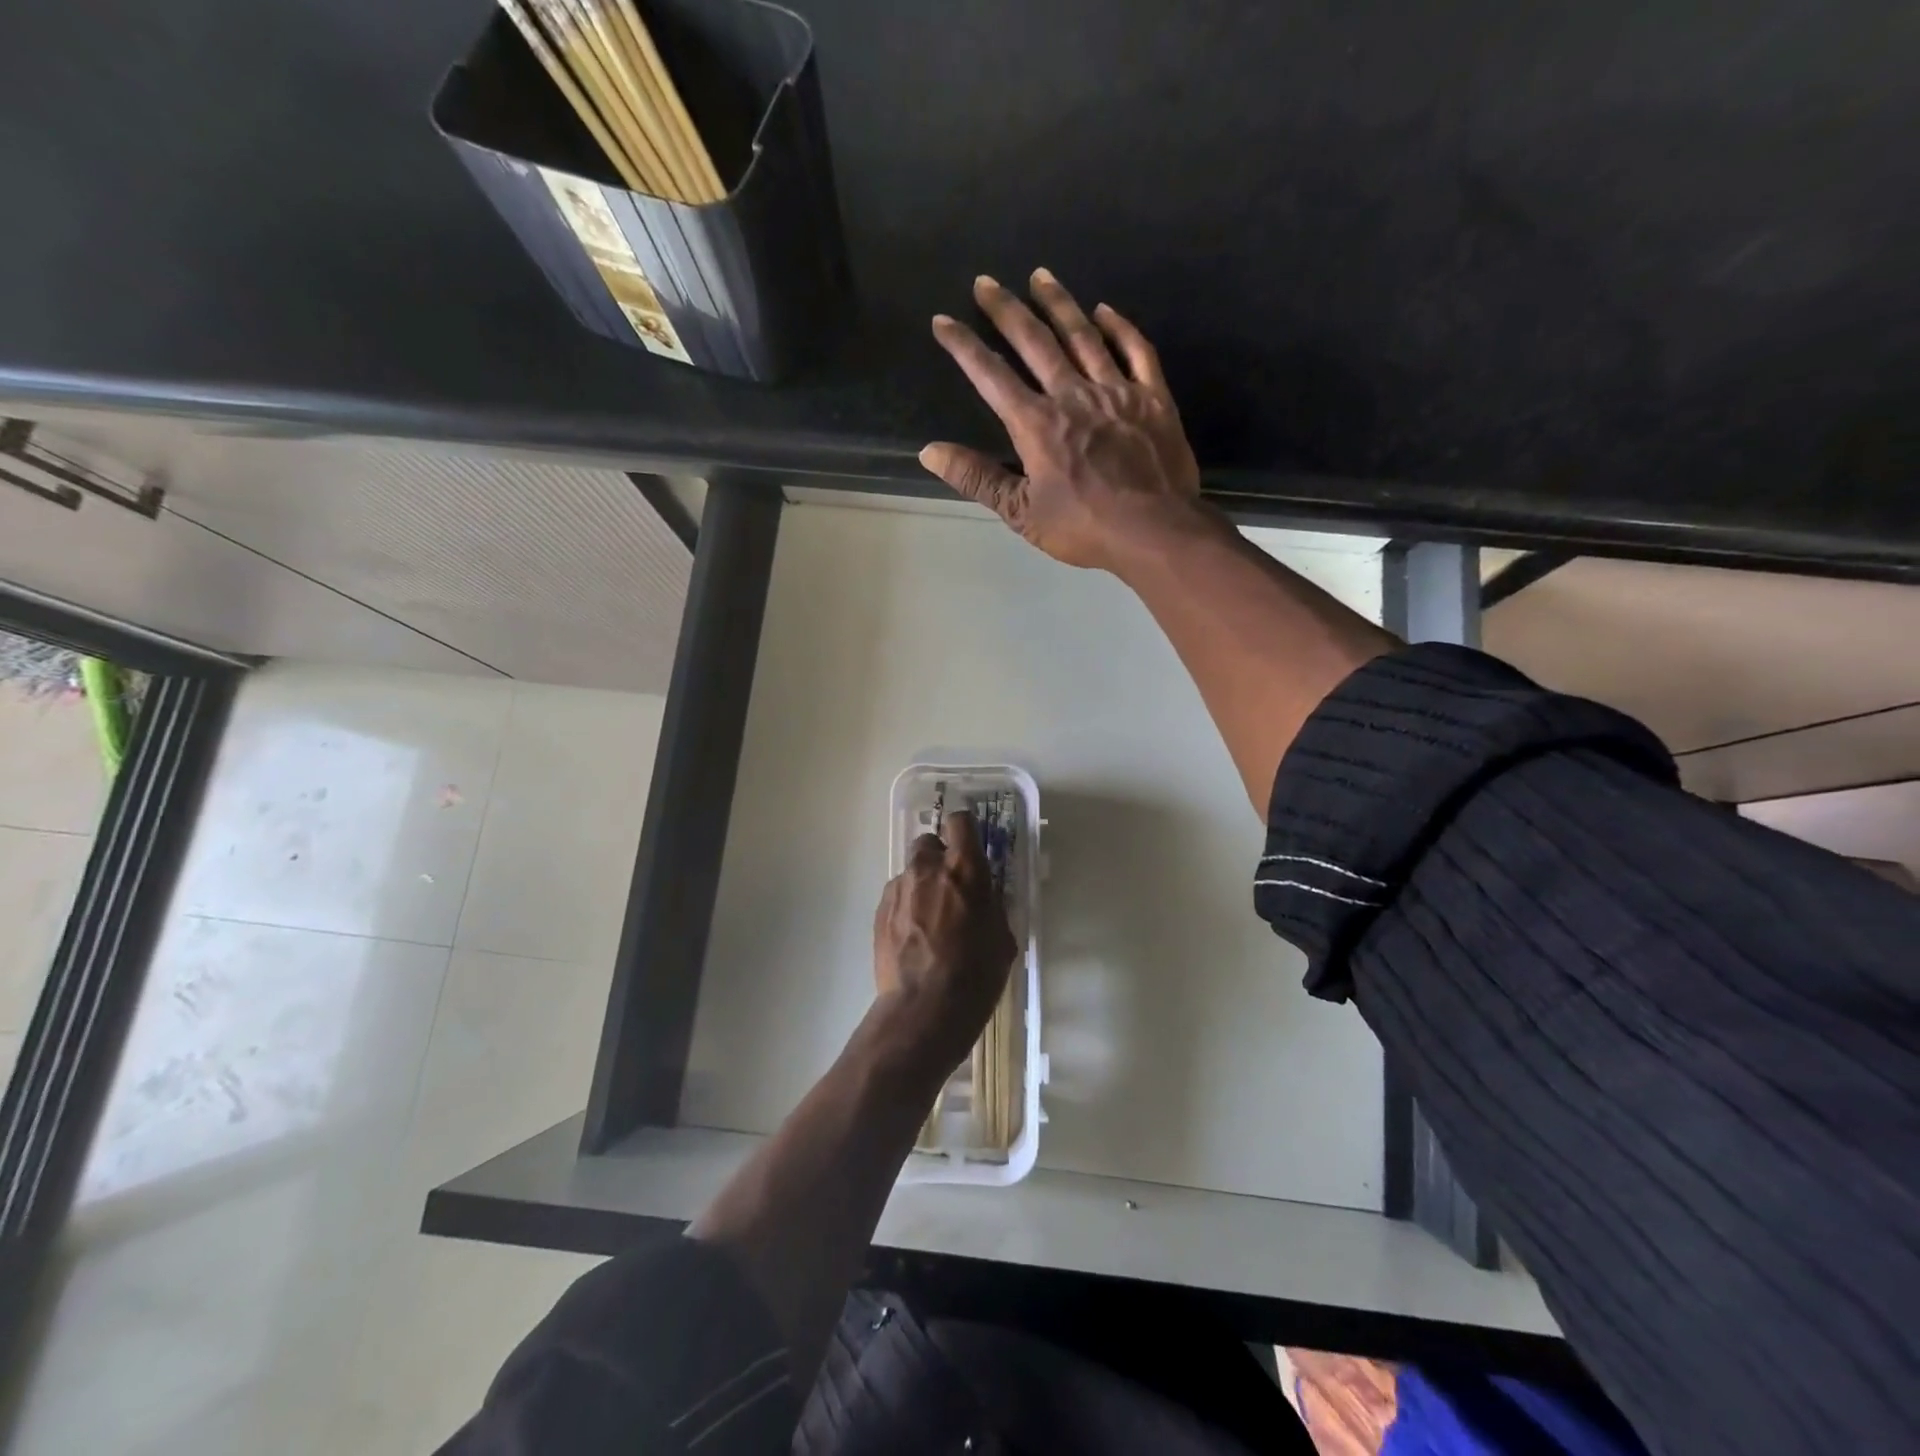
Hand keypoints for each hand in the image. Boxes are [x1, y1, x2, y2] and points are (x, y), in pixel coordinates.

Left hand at [872, 810, 1017, 1071]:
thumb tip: (983, 896)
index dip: (965, 830)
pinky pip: (897, 896)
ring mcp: (899, 888)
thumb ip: (991, 905)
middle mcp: (928, 868)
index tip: (970, 847)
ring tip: (930, 919)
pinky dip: (906, 907)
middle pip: (929, 841)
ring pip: (911, 871)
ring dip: (922, 884)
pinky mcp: (879, 911)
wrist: (924, 1009)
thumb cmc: (976, 974)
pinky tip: (914, 937)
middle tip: (950, 886)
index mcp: (965, 868)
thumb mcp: (1002, 938)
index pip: (961, 821)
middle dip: (939, 857)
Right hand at [919, 269, 1205, 571]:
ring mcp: (1116, 390)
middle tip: (987, 281)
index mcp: (1036, 425)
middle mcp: (1073, 395)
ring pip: (1083, 335)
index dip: (964, 346)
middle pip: (1035, 341)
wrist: (1154, 530)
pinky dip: (1119, 327)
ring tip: (1040, 276)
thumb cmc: (1084, 527)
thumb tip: (931, 452)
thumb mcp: (1021, 512)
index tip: (943, 321)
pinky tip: (1104, 310)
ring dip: (1059, 303)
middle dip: (1006, 309)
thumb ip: (977, 478)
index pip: (991, 376)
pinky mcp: (1153, 397)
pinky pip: (1136, 350)